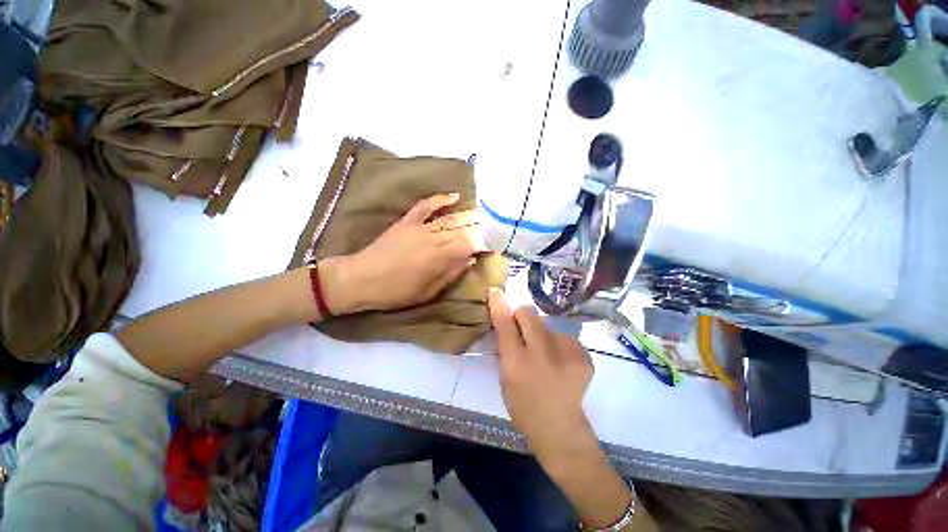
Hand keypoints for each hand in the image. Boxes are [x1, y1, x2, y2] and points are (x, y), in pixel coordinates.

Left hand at [321, 193, 486, 314]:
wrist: (361, 279)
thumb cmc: (395, 292)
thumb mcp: (427, 292)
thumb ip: (450, 274)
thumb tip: (470, 261)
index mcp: (437, 258)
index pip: (467, 245)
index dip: (481, 245)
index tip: (491, 247)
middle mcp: (432, 239)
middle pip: (460, 231)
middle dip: (477, 231)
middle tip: (490, 232)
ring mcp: (419, 227)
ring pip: (448, 219)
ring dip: (466, 217)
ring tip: (480, 217)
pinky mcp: (407, 222)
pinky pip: (425, 206)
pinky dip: (439, 199)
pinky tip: (454, 196)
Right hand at [488, 288, 595, 459]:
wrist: (560, 430)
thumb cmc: (523, 406)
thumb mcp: (505, 377)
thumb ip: (506, 347)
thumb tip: (508, 320)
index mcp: (516, 363)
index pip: (505, 323)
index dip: (498, 304)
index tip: (495, 291)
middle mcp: (541, 354)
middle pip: (528, 313)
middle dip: (522, 316)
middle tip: (523, 331)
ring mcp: (567, 354)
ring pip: (547, 324)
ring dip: (542, 334)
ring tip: (546, 356)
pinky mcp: (584, 356)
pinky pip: (564, 337)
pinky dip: (559, 345)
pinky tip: (561, 363)